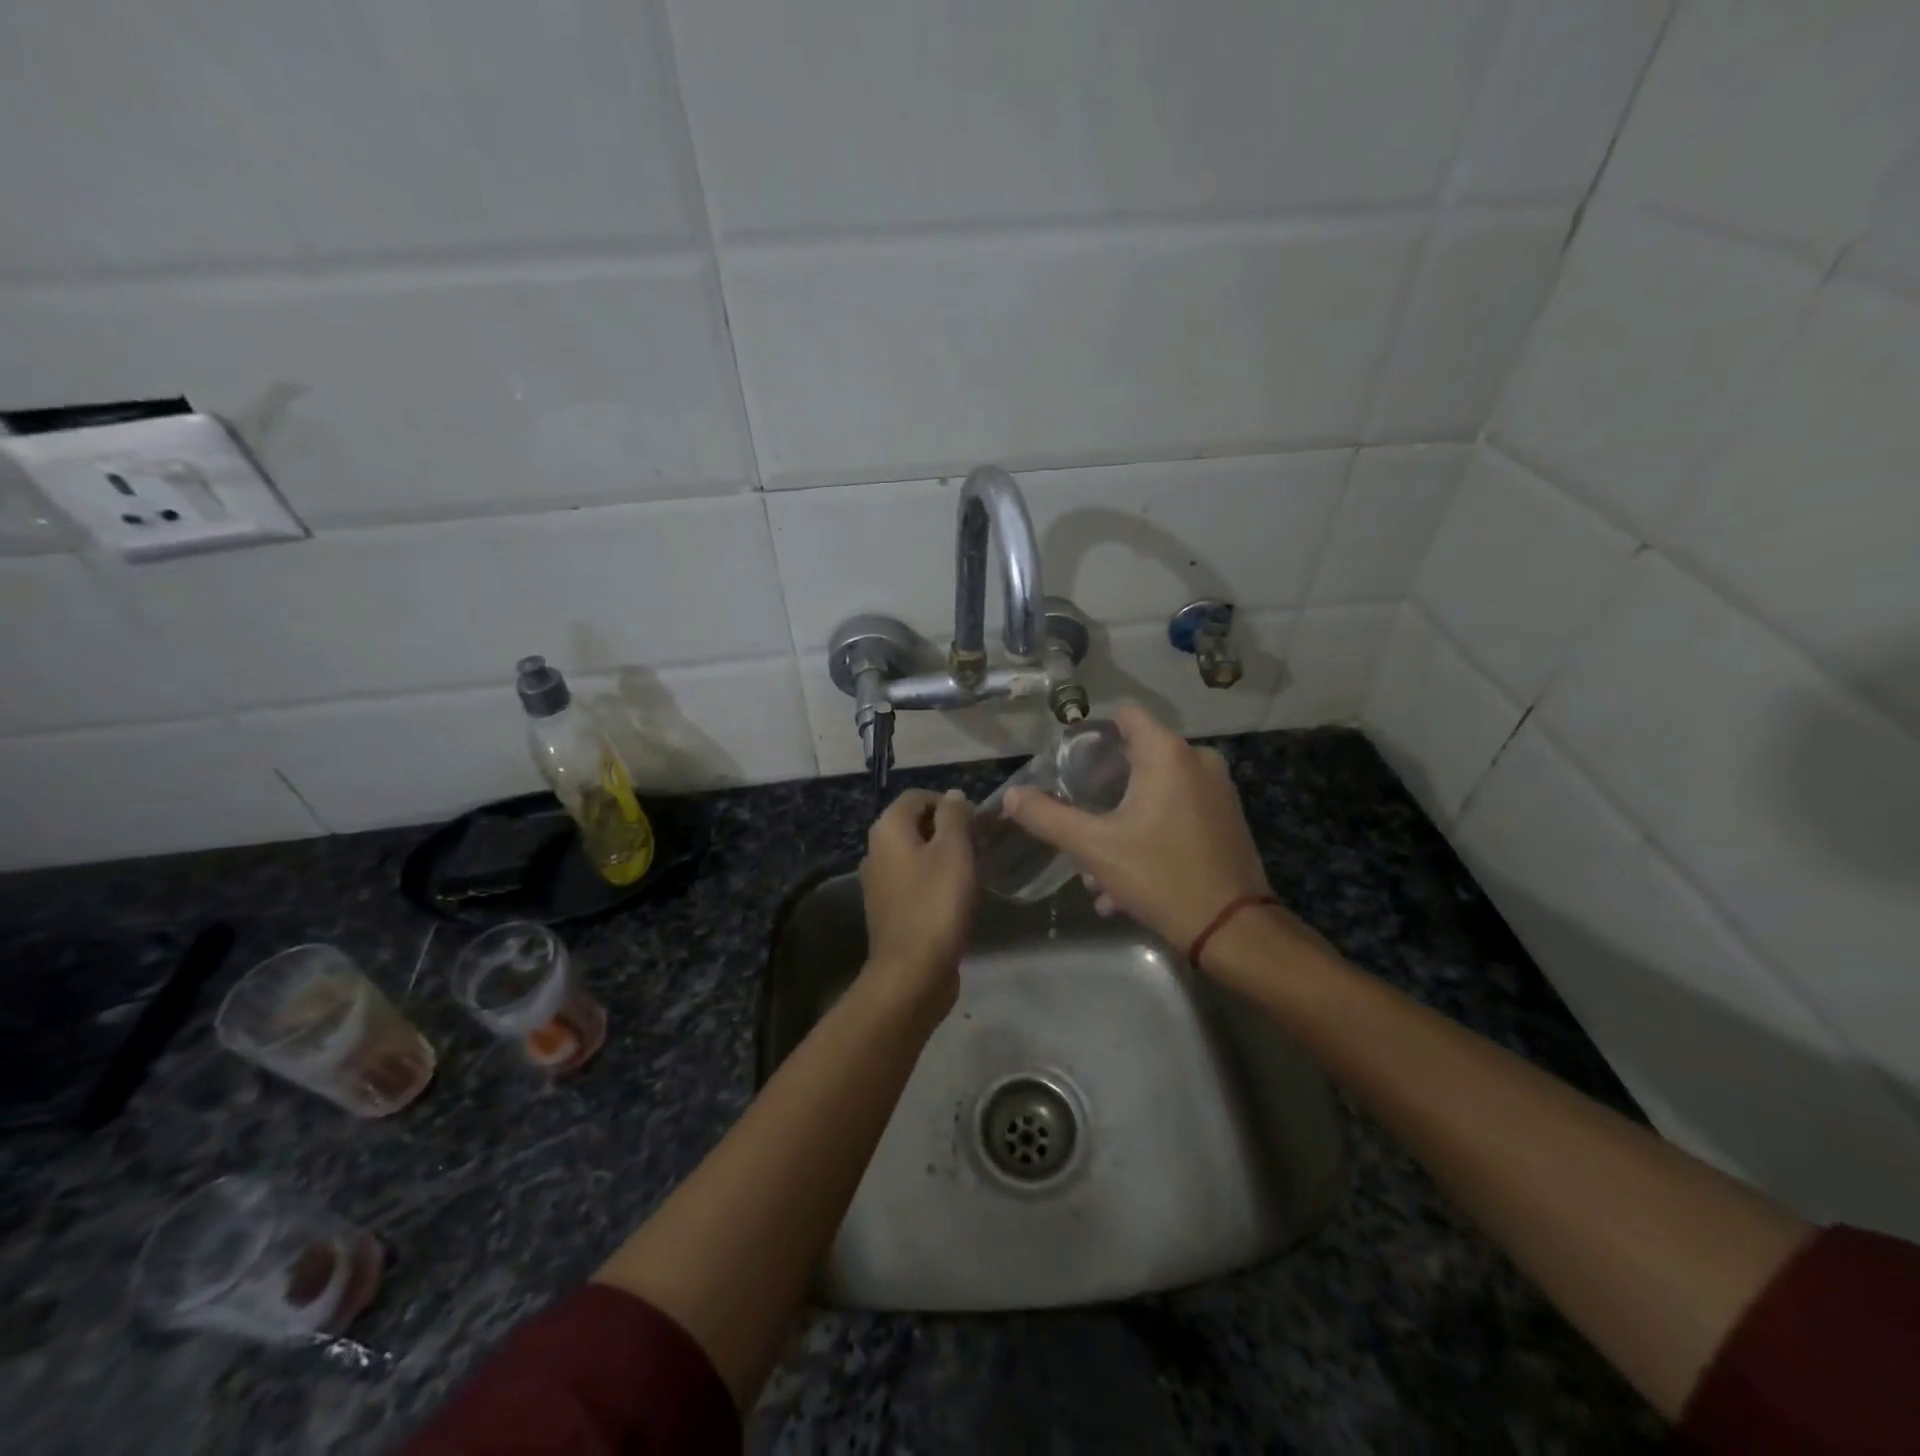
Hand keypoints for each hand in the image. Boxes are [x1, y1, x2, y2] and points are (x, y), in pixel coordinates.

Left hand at [859, 787, 976, 1016]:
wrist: (912, 972)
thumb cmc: (936, 903)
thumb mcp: (954, 851)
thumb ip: (954, 816)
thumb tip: (953, 796)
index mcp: (888, 829)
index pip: (918, 796)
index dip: (949, 802)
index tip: (977, 822)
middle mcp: (876, 850)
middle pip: (915, 824)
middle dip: (948, 828)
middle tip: (980, 844)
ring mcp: (879, 882)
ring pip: (916, 854)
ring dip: (944, 855)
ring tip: (974, 869)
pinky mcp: (889, 909)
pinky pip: (914, 880)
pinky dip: (935, 879)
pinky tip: (957, 895)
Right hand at [1004, 705, 1282, 956]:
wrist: (1232, 929)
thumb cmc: (1160, 875)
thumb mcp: (1093, 847)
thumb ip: (1047, 817)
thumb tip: (1012, 795)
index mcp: (1168, 754)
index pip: (1125, 714)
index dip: (1093, 733)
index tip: (1069, 765)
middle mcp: (1198, 761)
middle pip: (1136, 757)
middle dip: (1102, 791)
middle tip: (1078, 822)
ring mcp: (1218, 791)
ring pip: (1155, 793)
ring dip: (1122, 823)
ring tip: (1097, 870)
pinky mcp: (1227, 820)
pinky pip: (1176, 814)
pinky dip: (1149, 836)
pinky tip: (1126, 883)